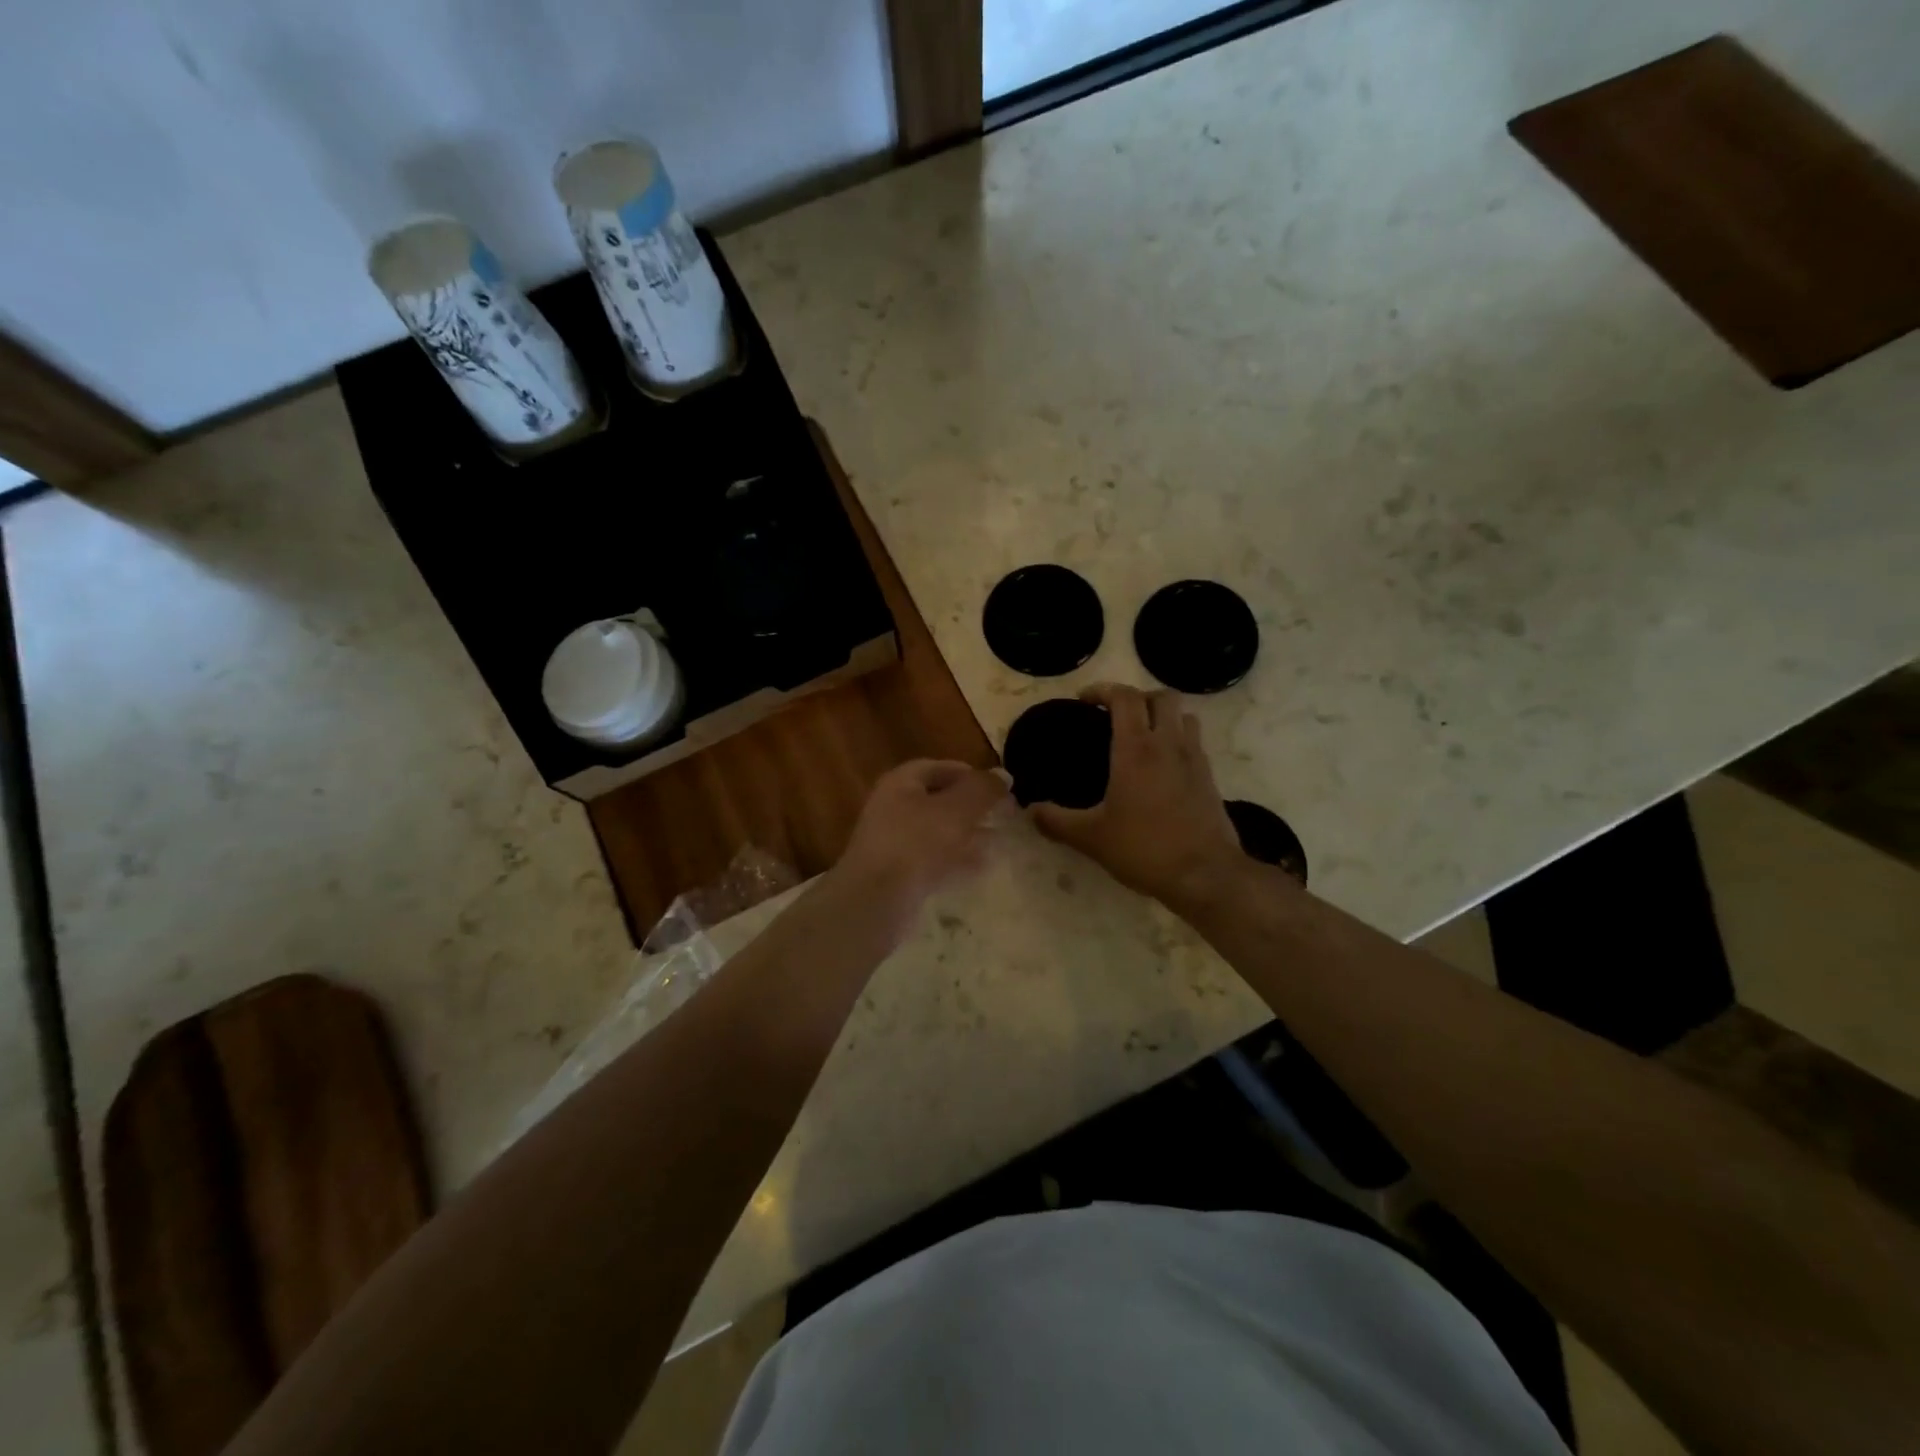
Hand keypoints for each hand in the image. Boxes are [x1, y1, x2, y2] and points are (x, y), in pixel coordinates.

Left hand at [834, 759, 1010, 918]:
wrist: (876, 900)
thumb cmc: (916, 843)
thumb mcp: (957, 809)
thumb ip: (982, 789)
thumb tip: (1003, 775)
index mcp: (901, 783)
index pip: (937, 768)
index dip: (969, 774)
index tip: (997, 787)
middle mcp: (893, 808)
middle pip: (937, 800)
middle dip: (971, 807)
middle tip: (1002, 815)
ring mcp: (893, 843)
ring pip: (936, 832)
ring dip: (966, 835)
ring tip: (997, 841)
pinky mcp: (897, 874)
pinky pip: (932, 860)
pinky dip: (955, 860)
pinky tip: (979, 868)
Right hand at [1028, 683, 1243, 906]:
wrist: (1205, 875)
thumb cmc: (1144, 848)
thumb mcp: (1091, 838)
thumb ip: (1055, 821)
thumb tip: (1029, 810)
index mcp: (1137, 749)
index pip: (1125, 698)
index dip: (1103, 690)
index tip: (1084, 701)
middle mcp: (1169, 744)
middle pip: (1162, 697)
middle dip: (1138, 698)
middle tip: (1116, 716)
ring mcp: (1195, 760)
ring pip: (1184, 716)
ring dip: (1163, 716)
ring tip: (1143, 736)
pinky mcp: (1210, 778)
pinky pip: (1195, 743)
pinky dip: (1178, 741)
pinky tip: (1162, 768)